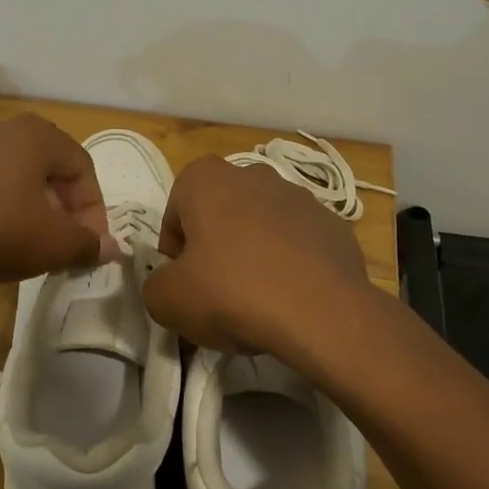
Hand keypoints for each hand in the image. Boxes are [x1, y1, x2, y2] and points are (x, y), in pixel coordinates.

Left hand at [0, 114, 115, 286]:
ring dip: (18, 201)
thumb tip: (112, 249)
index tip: (90, 242)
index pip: (81, 166)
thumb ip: (89, 243)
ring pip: (2, 172)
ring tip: (18, 238)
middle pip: (42, 165)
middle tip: (59, 238)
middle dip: (58, 203)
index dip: (93, 207)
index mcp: (34, 135)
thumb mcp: (55, 244)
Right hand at [142, 156, 370, 361]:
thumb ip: (155, 285)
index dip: (174, 247)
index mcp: (207, 179)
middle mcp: (253, 175)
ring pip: (262, 224)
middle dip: (215, 244)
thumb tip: (168, 284)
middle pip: (221, 211)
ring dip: (254, 251)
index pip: (176, 208)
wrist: (322, 313)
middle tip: (216, 289)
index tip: (183, 280)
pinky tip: (291, 297)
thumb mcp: (168, 300)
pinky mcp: (332, 223)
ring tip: (258, 298)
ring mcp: (299, 196)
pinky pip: (299, 241)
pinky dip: (291, 262)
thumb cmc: (233, 292)